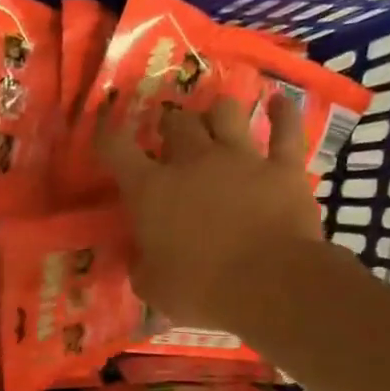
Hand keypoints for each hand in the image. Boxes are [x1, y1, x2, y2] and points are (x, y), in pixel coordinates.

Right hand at [101, 98, 332, 331]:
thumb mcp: (151, 286)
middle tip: (168, 136)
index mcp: (150, 190)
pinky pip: (285, 129)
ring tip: (215, 120)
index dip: (106, 137)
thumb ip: (141, 264)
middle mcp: (192, 162)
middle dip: (169, 125)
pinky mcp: (283, 167)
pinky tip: (280, 101)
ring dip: (216, 114)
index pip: (117, 150)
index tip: (103, 133)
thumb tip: (140, 257)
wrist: (269, 283)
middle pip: (176, 123)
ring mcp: (241, 158)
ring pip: (226, 113)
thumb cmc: (199, 288)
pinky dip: (283, 113)